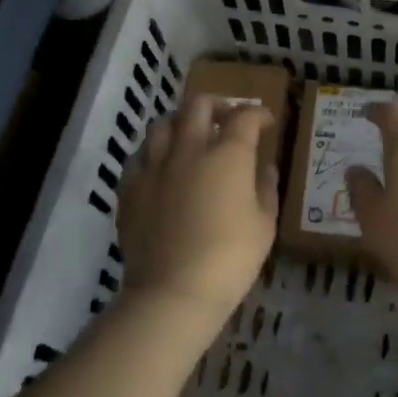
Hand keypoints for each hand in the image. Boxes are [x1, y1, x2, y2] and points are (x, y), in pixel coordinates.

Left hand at [117, 95, 278, 326]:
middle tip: (227, 119)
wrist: (173, 291)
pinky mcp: (130, 188)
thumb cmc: (230, 258)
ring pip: (162, 124)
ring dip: (181, 124)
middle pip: (198, 106)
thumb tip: (263, 167)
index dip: (258, 114)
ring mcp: (154, 167)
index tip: (266, 122)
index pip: (245, 117)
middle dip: (217, 105)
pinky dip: (153, 154)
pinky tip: (160, 167)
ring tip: (189, 138)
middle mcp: (189, 149)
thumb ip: (265, 188)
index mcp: (227, 155)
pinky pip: (139, 157)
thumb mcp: (265, 225)